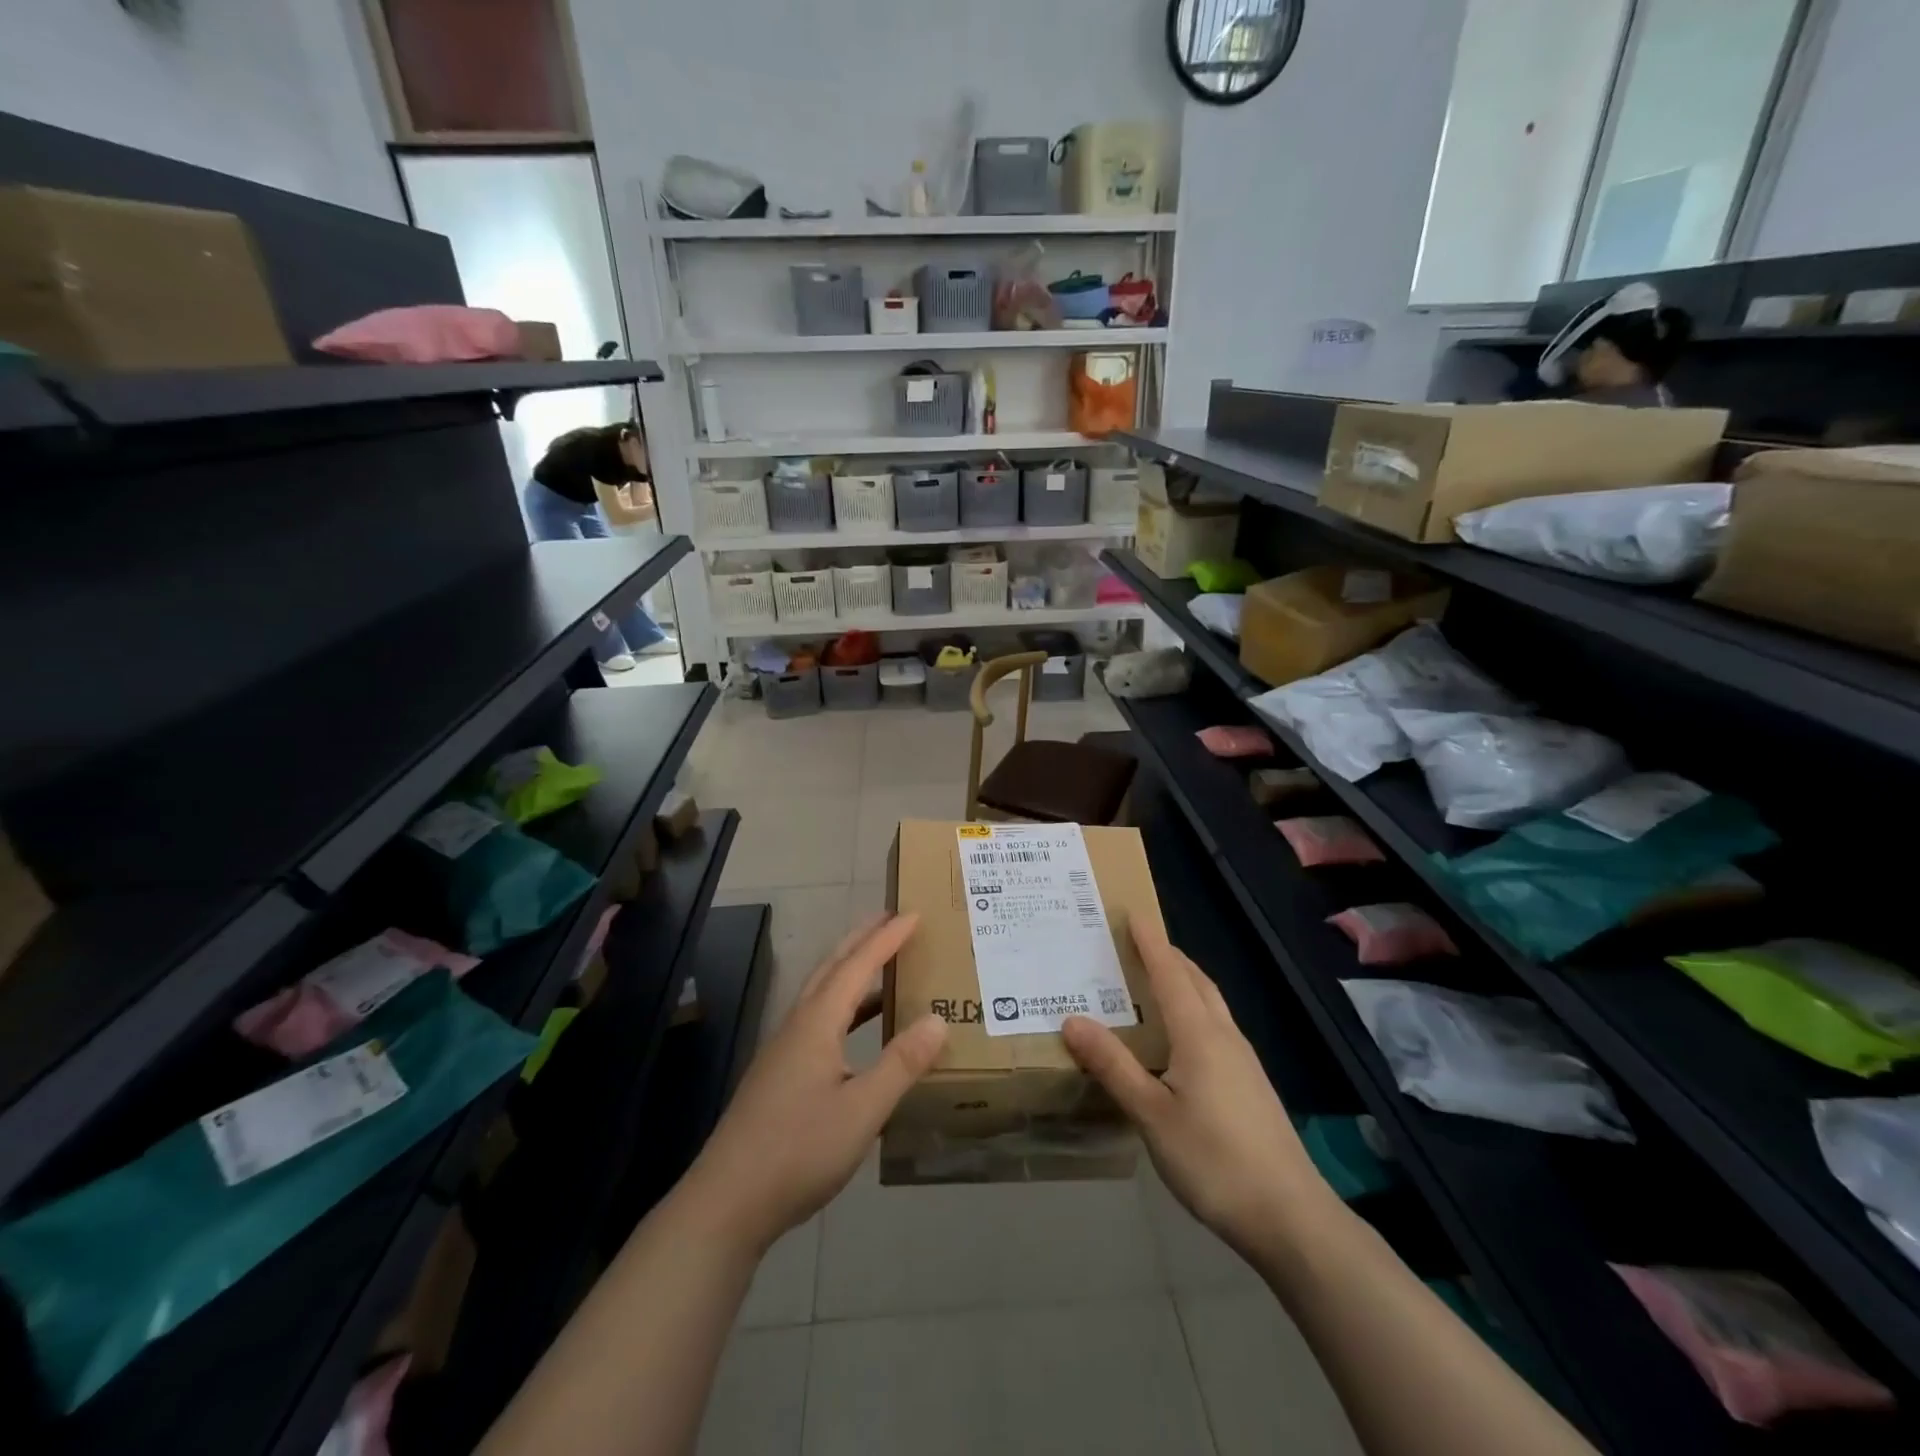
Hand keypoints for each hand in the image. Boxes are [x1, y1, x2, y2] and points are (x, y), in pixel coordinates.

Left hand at [679, 914, 946, 1253]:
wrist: (727, 1202)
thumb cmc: (798, 1151)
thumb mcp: (862, 1111)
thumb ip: (901, 1064)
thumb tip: (938, 1020)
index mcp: (817, 1023)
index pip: (857, 966)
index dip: (887, 939)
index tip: (913, 914)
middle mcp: (798, 1026)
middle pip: (831, 968)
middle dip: (861, 939)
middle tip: (891, 919)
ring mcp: (784, 1050)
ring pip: (821, 993)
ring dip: (850, 970)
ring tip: (880, 963)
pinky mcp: (779, 1075)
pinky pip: (817, 1019)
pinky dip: (844, 1007)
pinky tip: (857, 1031)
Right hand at [1062, 921, 1332, 1262]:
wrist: (1290, 1217)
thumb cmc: (1214, 1160)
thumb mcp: (1151, 1114)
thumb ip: (1113, 1066)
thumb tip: (1072, 1020)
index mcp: (1199, 1035)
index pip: (1170, 974)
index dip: (1151, 943)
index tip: (1133, 914)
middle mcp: (1224, 1037)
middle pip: (1196, 982)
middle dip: (1169, 956)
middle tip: (1139, 942)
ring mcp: (1244, 1061)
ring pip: (1211, 1004)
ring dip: (1185, 981)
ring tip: (1157, 980)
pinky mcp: (1251, 1085)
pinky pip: (1218, 1027)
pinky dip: (1195, 1010)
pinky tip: (1183, 1037)